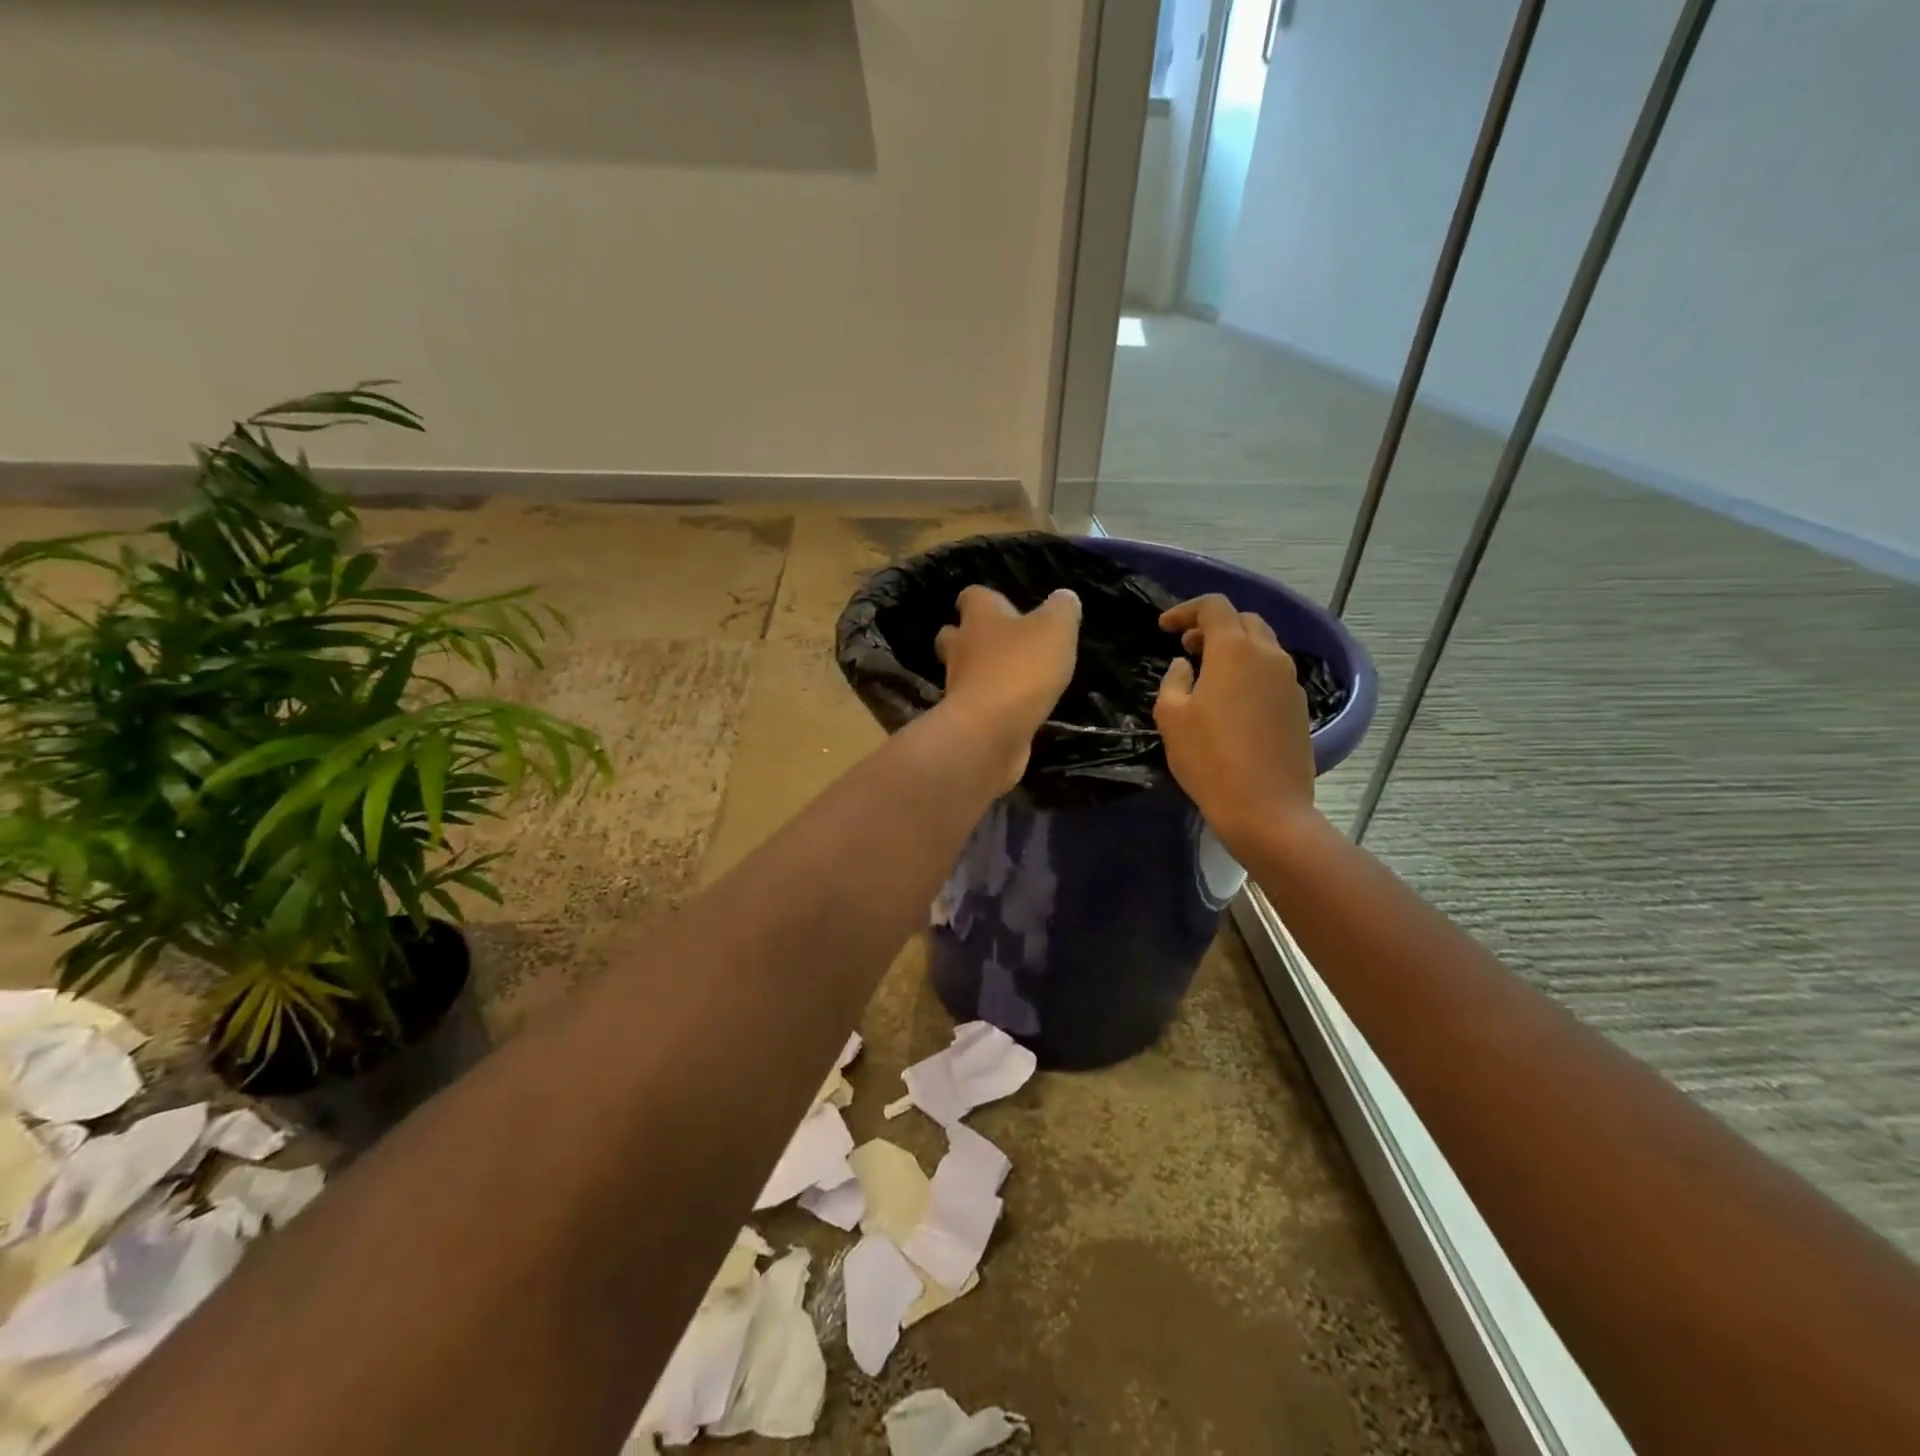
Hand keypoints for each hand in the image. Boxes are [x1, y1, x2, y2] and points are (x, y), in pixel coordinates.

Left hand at [934, 585, 1080, 789]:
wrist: (989, 732)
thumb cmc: (1021, 668)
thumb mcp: (1055, 630)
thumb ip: (1062, 610)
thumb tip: (1064, 597)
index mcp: (980, 618)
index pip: (972, 596)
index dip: (985, 599)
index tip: (999, 604)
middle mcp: (961, 648)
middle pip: (954, 635)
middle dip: (970, 637)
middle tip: (998, 643)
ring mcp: (958, 686)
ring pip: (963, 672)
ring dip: (981, 674)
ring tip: (1012, 680)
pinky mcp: (965, 720)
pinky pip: (976, 707)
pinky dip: (990, 707)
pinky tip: (1014, 712)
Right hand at [1154, 594, 1317, 854]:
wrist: (1266, 808)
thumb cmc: (1209, 759)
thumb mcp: (1172, 718)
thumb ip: (1174, 681)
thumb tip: (1185, 666)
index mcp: (1235, 651)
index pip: (1214, 607)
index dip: (1186, 611)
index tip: (1164, 628)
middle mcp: (1269, 656)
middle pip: (1244, 621)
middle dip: (1213, 626)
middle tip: (1187, 648)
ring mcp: (1290, 682)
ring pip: (1263, 647)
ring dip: (1234, 649)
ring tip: (1208, 674)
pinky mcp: (1299, 708)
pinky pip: (1273, 674)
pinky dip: (1250, 673)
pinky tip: (1232, 702)